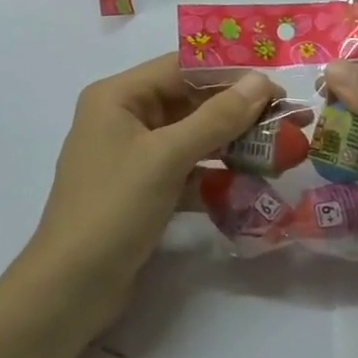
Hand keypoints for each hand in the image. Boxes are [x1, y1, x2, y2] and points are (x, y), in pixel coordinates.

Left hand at [22, 54, 276, 327]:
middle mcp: (123, 118)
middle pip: (189, 102)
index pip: (181, 68)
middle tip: (288, 121)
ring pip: (191, 138)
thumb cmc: (113, 209)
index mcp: (118, 97)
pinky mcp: (142, 190)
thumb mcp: (167, 157)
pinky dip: (214, 175)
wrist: (70, 289)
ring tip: (278, 153)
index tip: (277, 86)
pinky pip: (185, 170)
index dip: (230, 73)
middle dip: (237, 112)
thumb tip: (262, 82)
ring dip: (231, 144)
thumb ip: (217, 117)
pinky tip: (248, 186)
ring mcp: (131, 156)